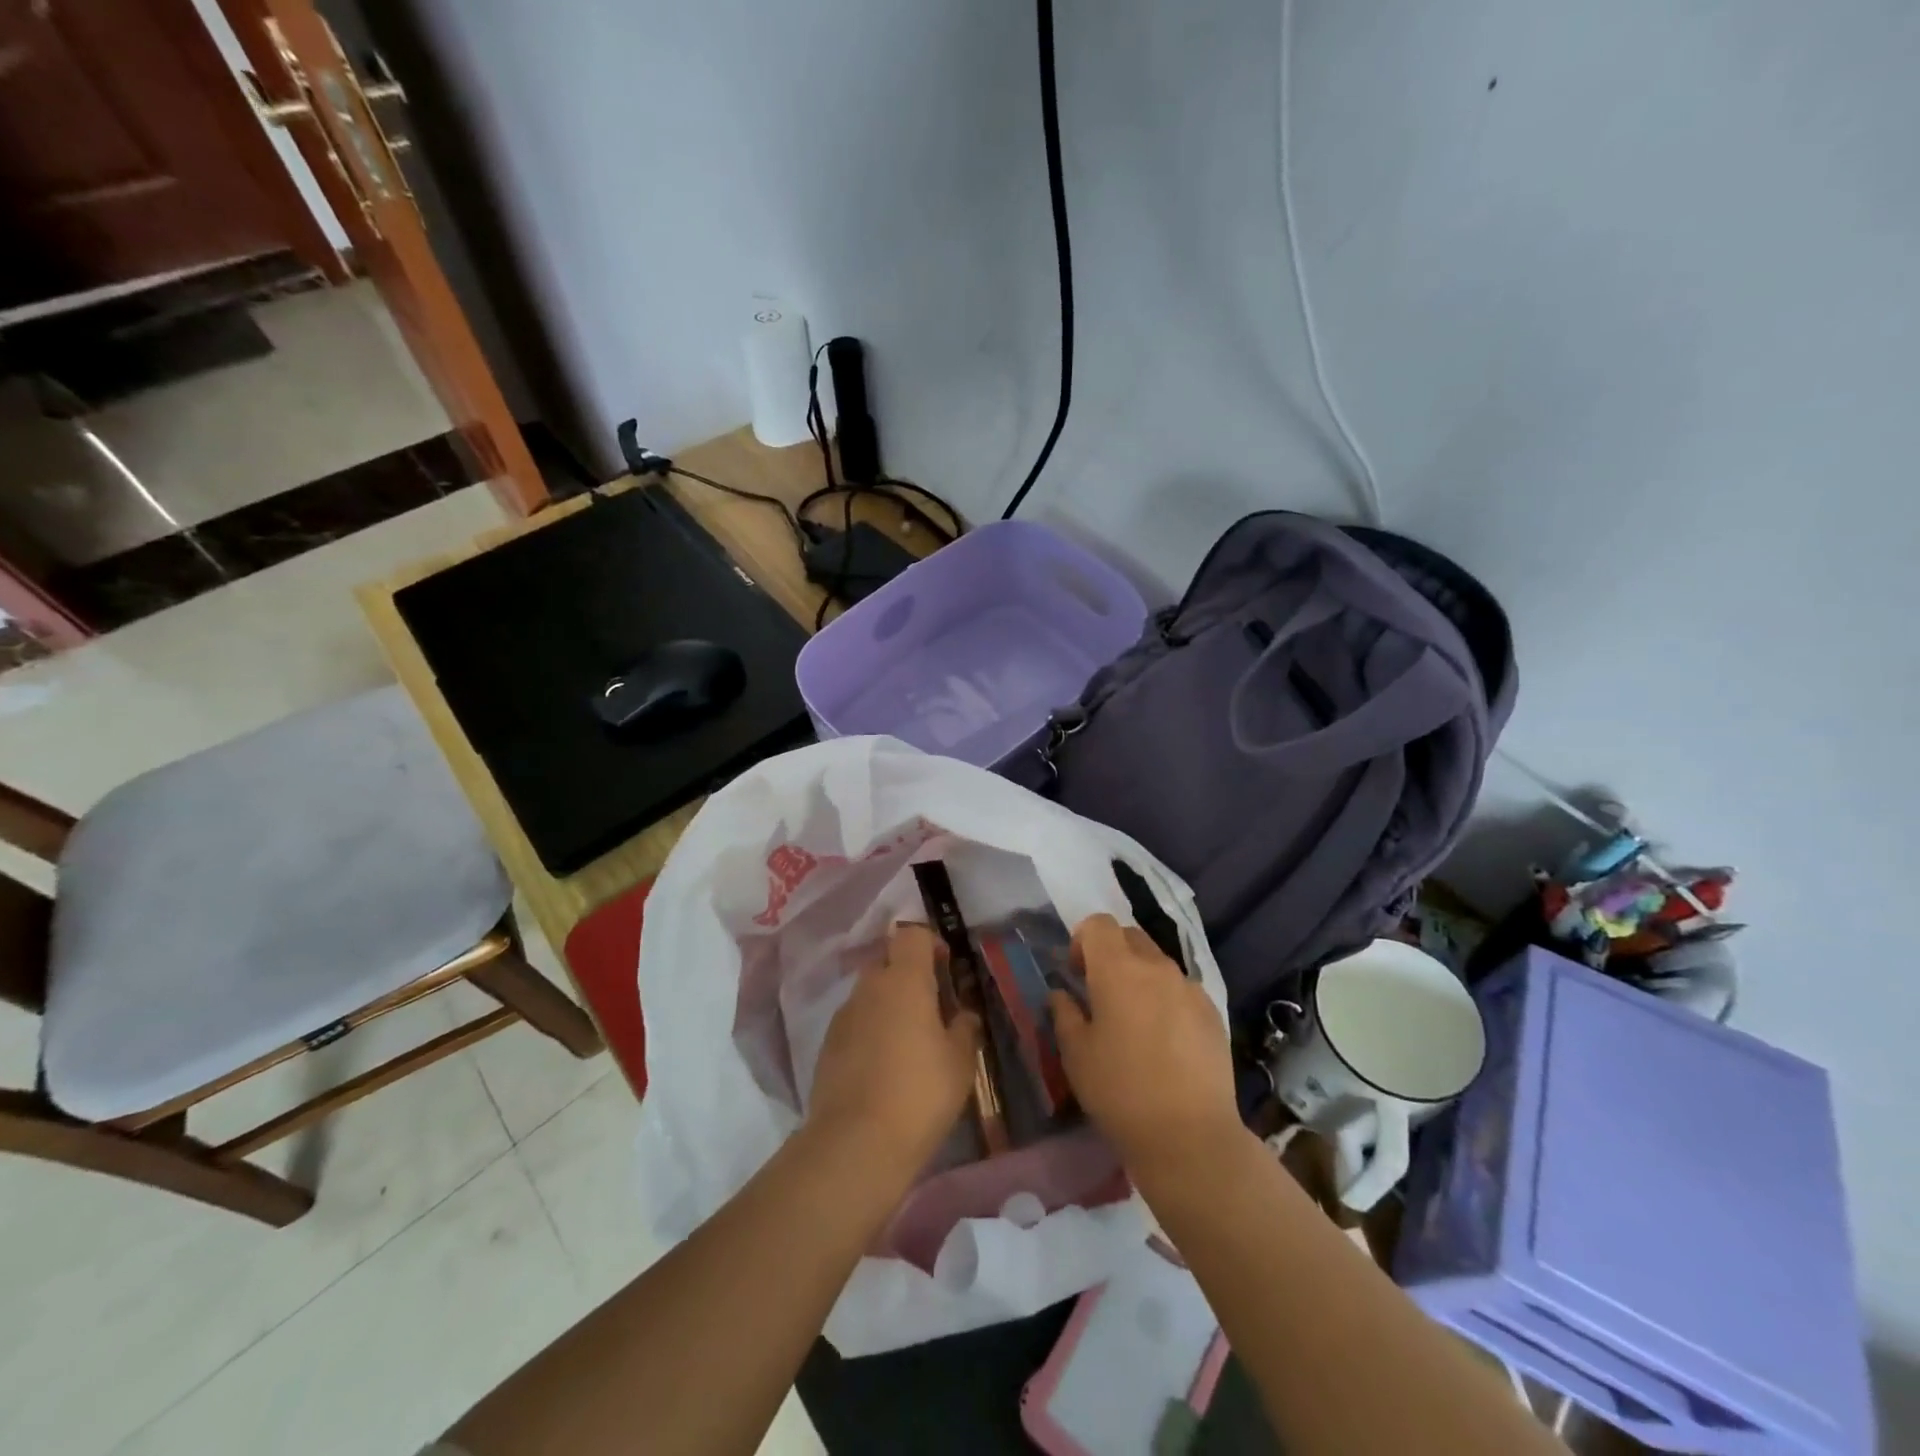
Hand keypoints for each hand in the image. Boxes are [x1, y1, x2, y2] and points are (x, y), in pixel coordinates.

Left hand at [807, 923, 982, 1178]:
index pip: (912, 934)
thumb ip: (964, 1028)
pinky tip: (884, 1066)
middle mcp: (869, 987)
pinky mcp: (827, 1045)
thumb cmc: (919, 1093)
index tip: (946, 969)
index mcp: (904, 980)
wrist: (855, 1143)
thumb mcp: (960, 1062)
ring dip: (888, 1004)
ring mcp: (843, 1015)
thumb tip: (963, 1016)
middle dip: (909, 975)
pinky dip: (870, 1030)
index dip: (930, 943)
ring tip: (909, 1042)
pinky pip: (854, 1021)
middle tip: (932, 1008)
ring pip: (869, 993)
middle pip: (888, 960)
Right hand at [1050, 914, 1241, 1172]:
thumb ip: (1064, 1013)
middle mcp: (1157, 967)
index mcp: (1118, 969)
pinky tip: (1164, 1041)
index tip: (1076, 975)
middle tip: (1100, 994)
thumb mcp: (1075, 1054)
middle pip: (1129, 936)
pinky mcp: (1213, 1012)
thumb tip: (1062, 994)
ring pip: (1157, 962)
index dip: (1081, 941)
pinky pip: (1181, 989)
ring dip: (1139, 976)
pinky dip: (1166, 998)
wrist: (1190, 1137)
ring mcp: (1190, 988)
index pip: (1098, 924)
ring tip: (1133, 1021)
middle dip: (1111, 953)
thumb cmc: (1120, 1092)